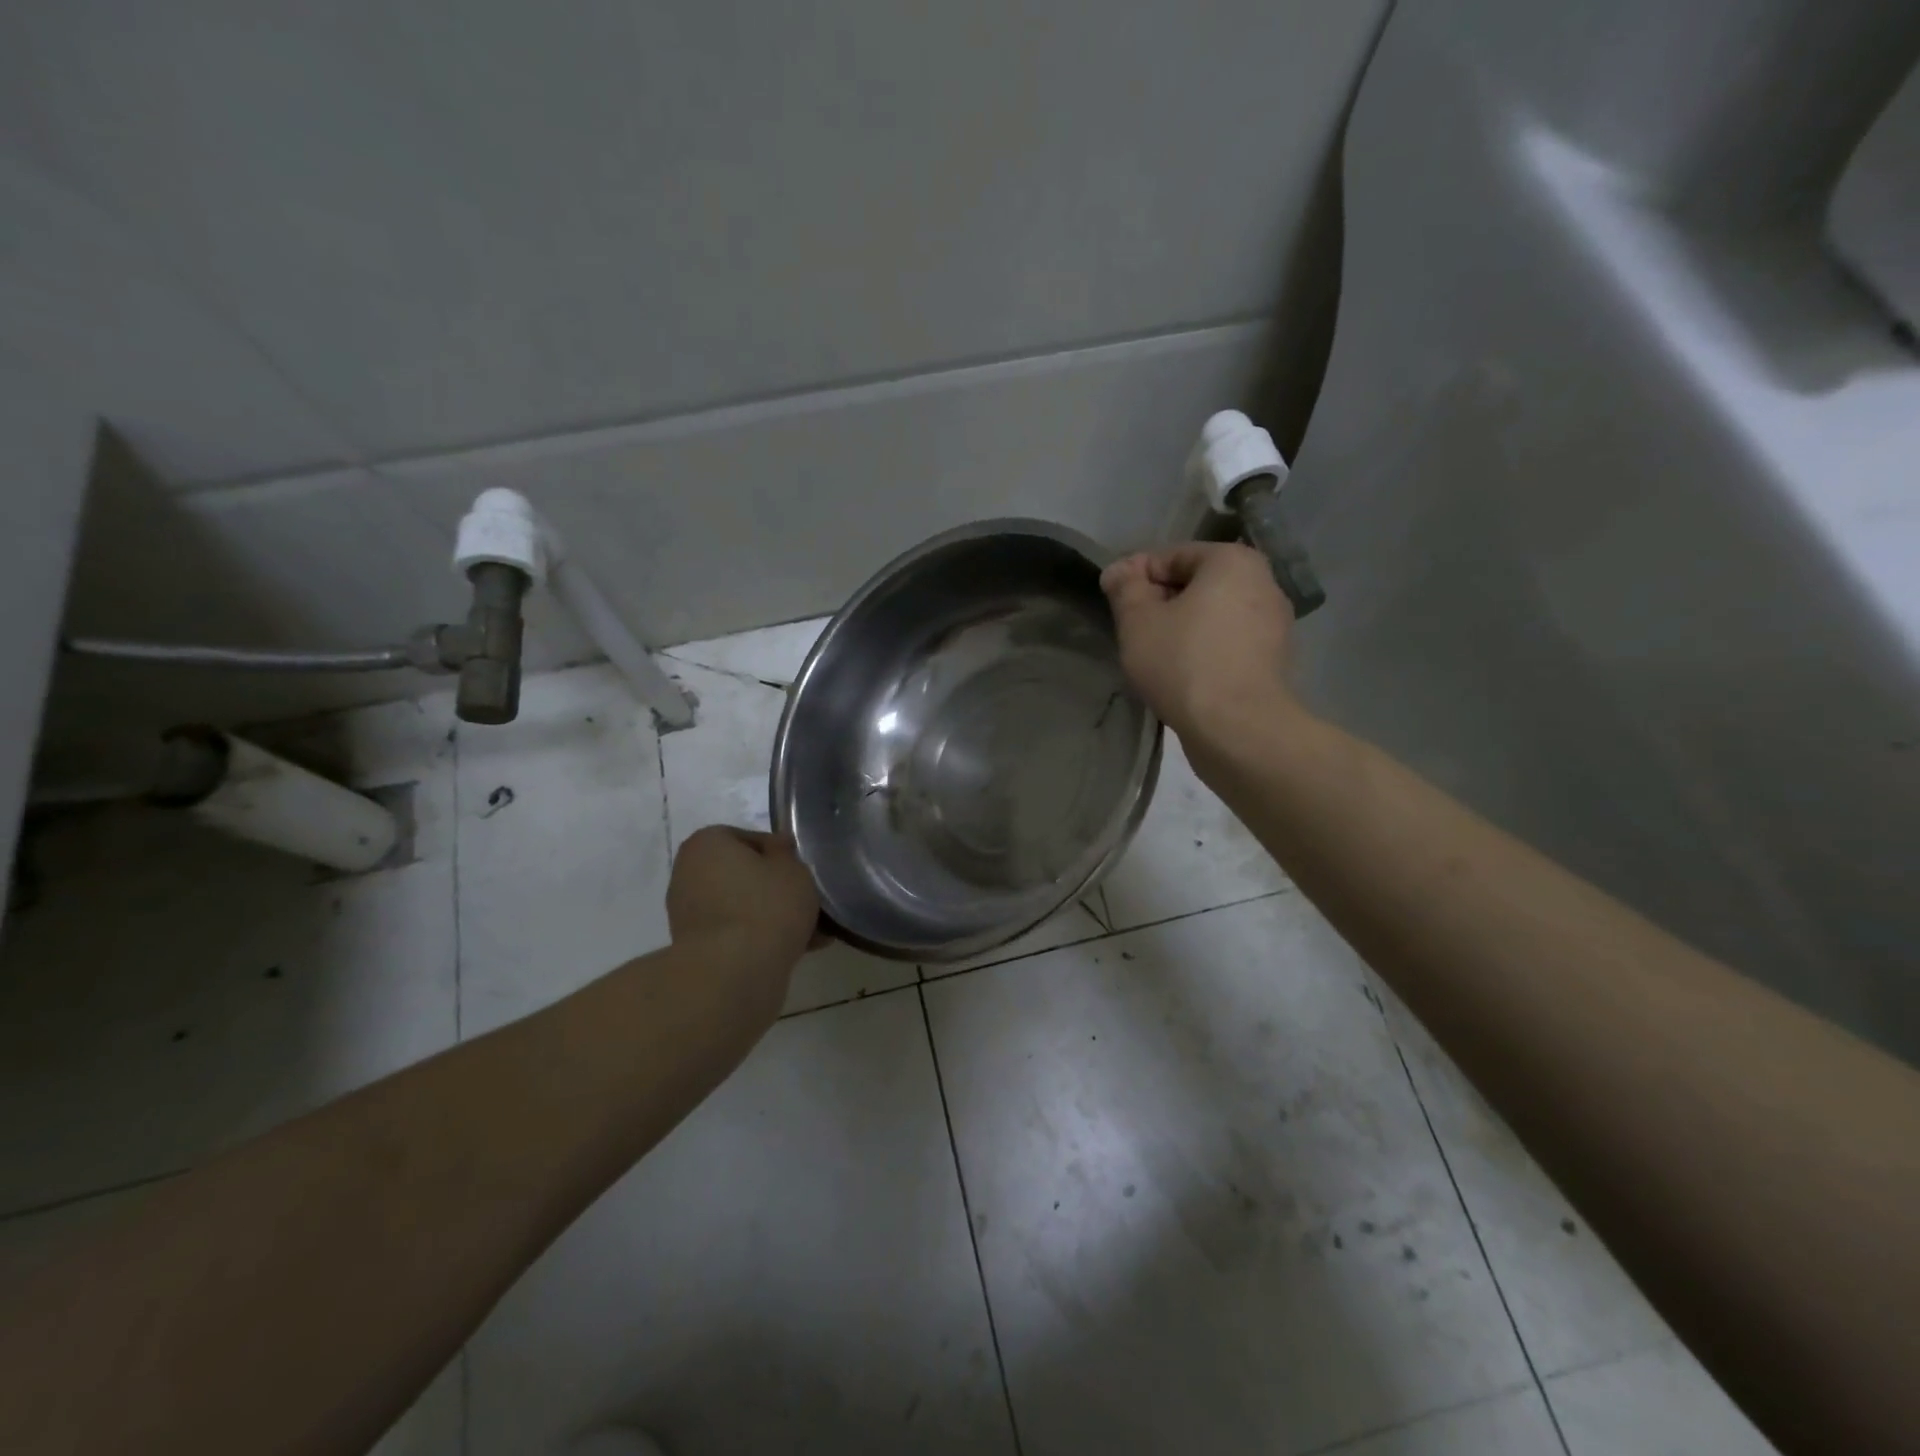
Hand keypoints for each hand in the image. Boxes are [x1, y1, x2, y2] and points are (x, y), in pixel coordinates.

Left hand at [667, 827, 820, 965]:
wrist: (733, 973)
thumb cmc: (765, 906)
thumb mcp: (792, 868)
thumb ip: (786, 853)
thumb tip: (777, 849)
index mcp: (706, 844)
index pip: (750, 839)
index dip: (781, 855)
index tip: (802, 872)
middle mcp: (688, 873)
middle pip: (743, 874)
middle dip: (775, 888)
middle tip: (807, 902)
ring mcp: (688, 914)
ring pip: (741, 906)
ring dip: (771, 916)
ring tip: (810, 932)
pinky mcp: (696, 948)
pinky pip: (736, 934)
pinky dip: (760, 938)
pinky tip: (796, 950)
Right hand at [1101, 542, 1295, 738]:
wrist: (1237, 728)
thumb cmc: (1183, 663)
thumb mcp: (1138, 621)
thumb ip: (1125, 588)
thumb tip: (1118, 571)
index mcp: (1232, 561)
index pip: (1170, 556)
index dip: (1135, 577)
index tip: (1113, 603)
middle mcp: (1262, 582)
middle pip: (1195, 583)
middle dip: (1160, 603)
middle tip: (1131, 631)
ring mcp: (1274, 622)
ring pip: (1212, 614)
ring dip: (1181, 627)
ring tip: (1154, 655)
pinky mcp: (1273, 659)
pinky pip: (1227, 641)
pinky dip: (1203, 649)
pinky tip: (1182, 673)